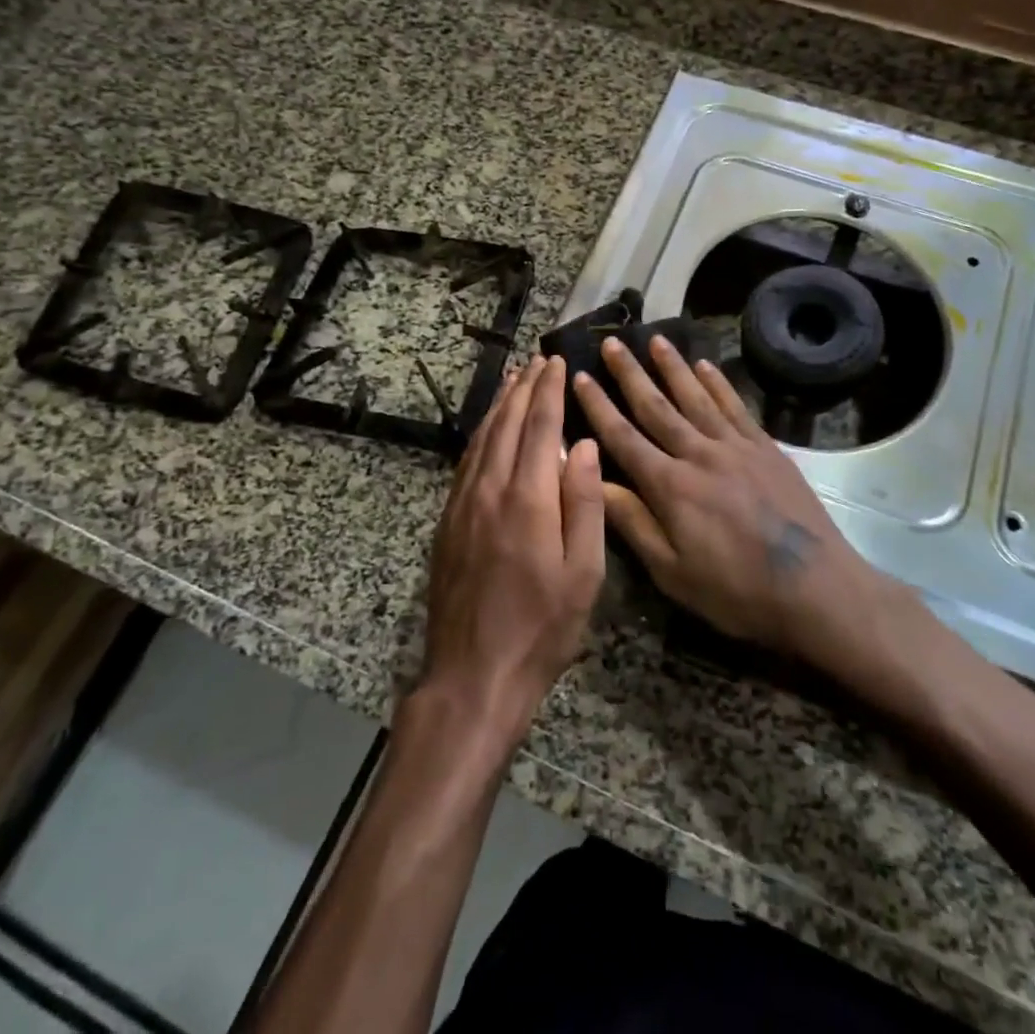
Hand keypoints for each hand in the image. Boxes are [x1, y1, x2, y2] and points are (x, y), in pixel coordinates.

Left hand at [419, 357, 606, 750]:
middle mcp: (489, 490)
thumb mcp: (583, 573)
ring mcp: (462, 505)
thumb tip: (586, 446)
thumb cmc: (542, 628)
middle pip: (506, 424)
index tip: (557, 361)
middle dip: (524, 388)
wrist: (473, 674)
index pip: (540, 427)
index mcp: (527, 499)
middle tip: (537, 360)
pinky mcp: (448, 522)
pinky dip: (480, 435)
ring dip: (499, 405)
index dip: (549, 391)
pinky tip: (488, 430)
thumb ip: (585, 503)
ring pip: (481, 439)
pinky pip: (466, 463)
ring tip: (514, 381)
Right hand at [572, 336, 892, 667]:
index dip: (598, 406)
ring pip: (696, 397)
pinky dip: (718, 383)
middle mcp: (699, 454)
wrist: (816, 588)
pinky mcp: (766, 447)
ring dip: (673, 366)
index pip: (623, 437)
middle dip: (630, 374)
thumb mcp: (672, 572)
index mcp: (670, 486)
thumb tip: (591, 480)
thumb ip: (632, 522)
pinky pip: (735, 406)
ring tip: (655, 339)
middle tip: (612, 343)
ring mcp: (736, 446)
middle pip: (657, 406)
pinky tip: (705, 365)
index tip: (579, 377)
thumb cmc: (736, 591)